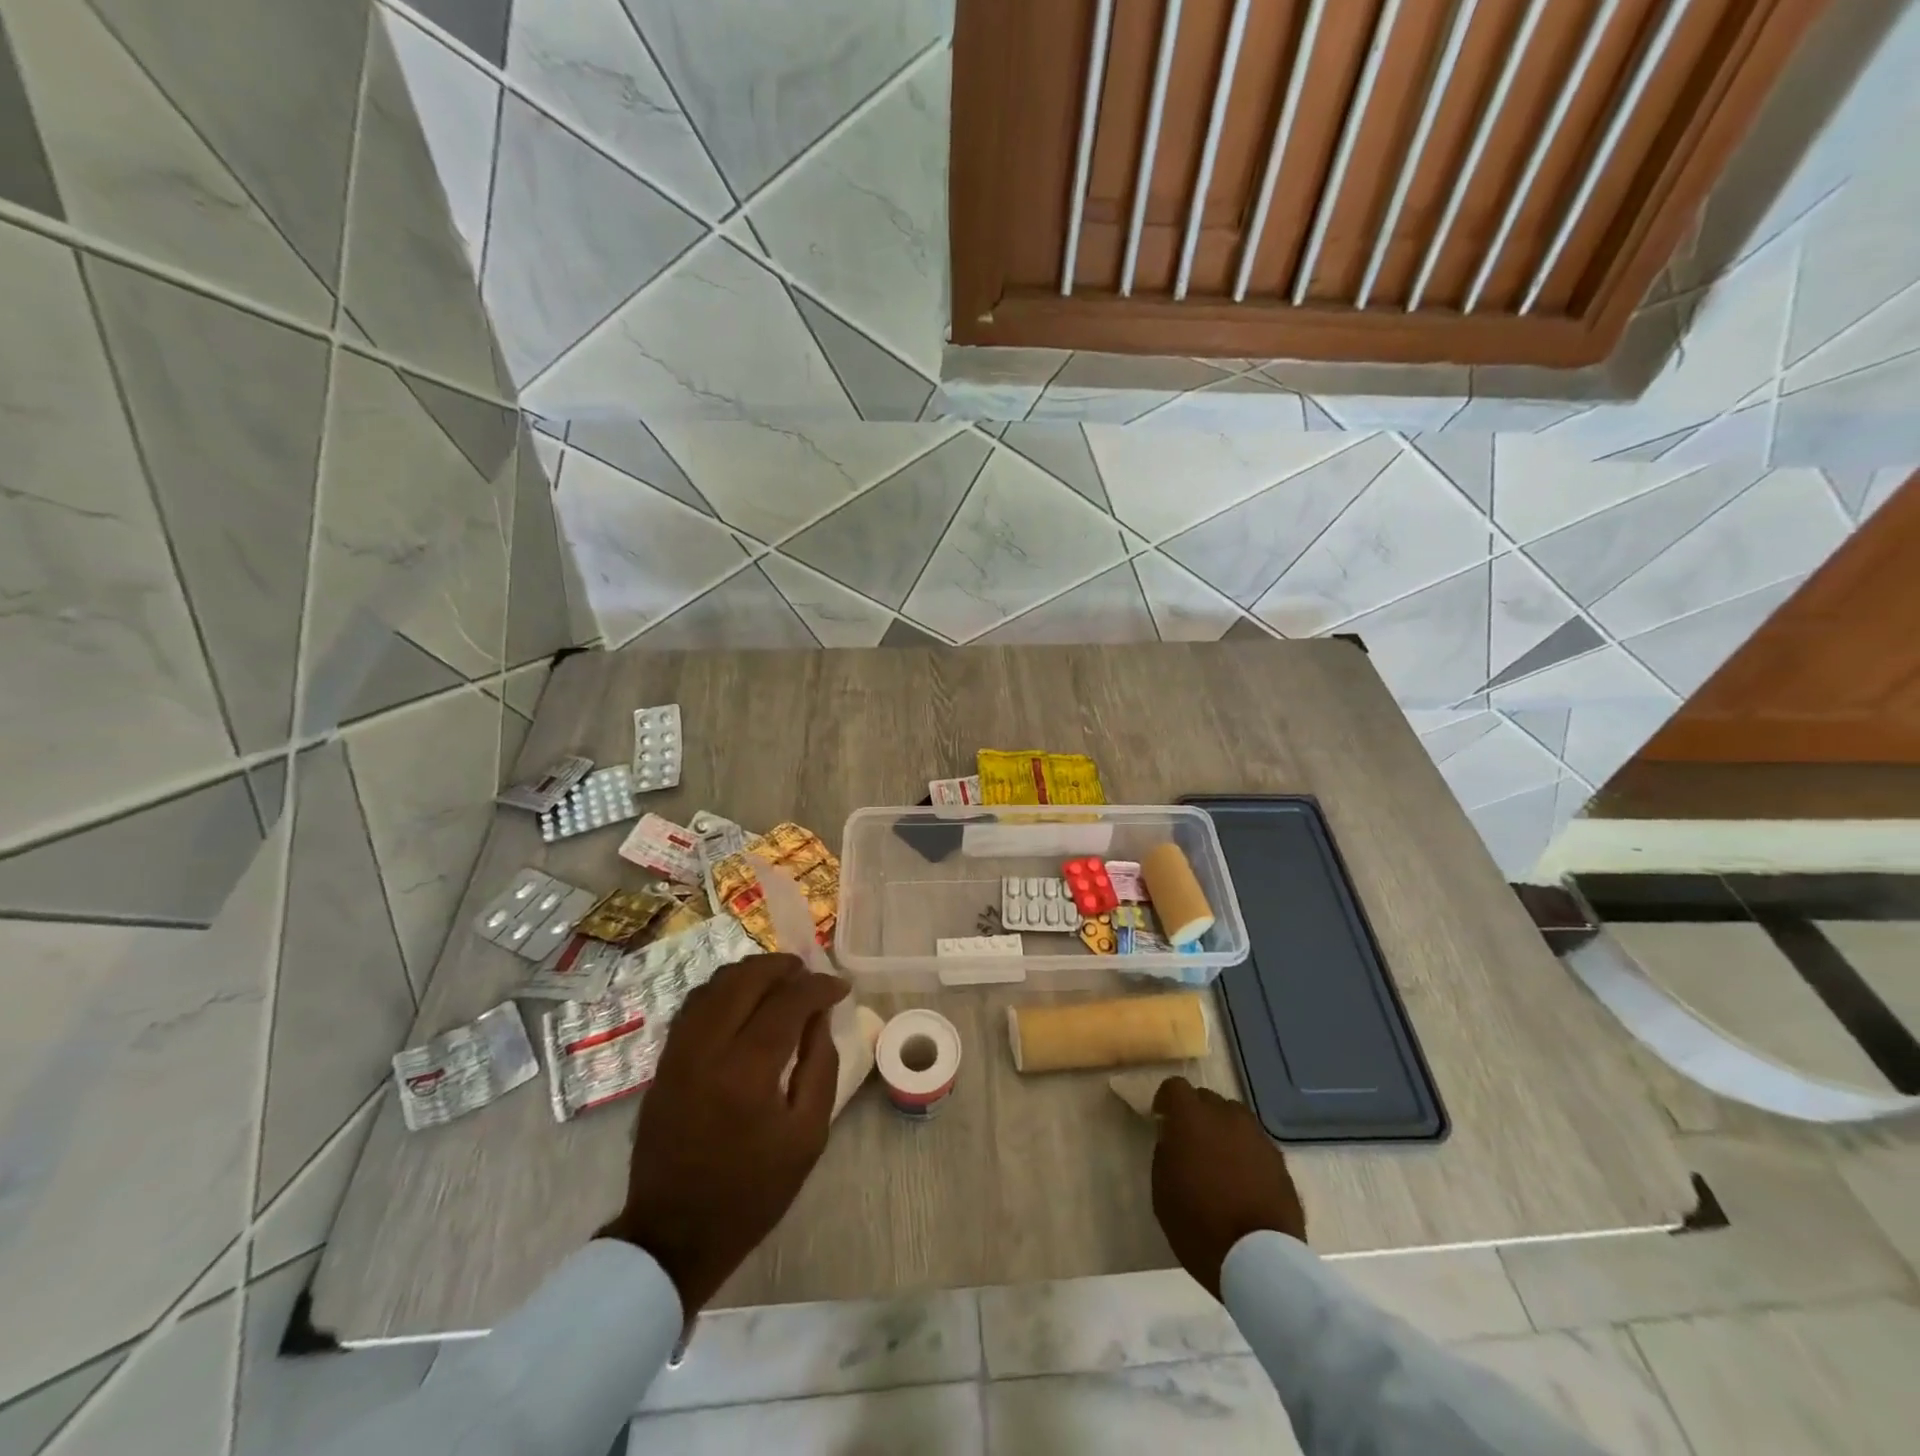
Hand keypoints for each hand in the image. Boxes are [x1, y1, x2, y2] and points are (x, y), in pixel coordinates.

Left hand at [602, 954, 848, 1312]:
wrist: (674, 1235)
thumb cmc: (752, 1191)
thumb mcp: (808, 1136)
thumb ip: (821, 1066)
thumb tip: (820, 1017)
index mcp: (747, 1072)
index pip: (788, 1002)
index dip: (818, 986)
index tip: (840, 987)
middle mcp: (708, 1049)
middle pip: (746, 979)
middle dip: (782, 967)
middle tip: (809, 974)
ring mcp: (678, 1052)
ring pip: (715, 984)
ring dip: (751, 973)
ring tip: (779, 981)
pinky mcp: (663, 1062)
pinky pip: (694, 1004)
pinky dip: (723, 990)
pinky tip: (743, 1001)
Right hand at [1151, 1077, 1306, 1298]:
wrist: (1259, 1261)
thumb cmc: (1199, 1225)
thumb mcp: (1163, 1190)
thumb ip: (1165, 1152)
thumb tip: (1173, 1138)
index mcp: (1191, 1118)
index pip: (1174, 1086)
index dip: (1167, 1101)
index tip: (1163, 1121)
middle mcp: (1226, 1116)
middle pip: (1207, 1099)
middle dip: (1196, 1115)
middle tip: (1191, 1145)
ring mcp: (1257, 1136)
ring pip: (1234, 1118)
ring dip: (1223, 1131)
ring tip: (1220, 1162)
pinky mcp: (1279, 1159)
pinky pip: (1255, 1143)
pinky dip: (1245, 1153)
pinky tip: (1243, 1182)